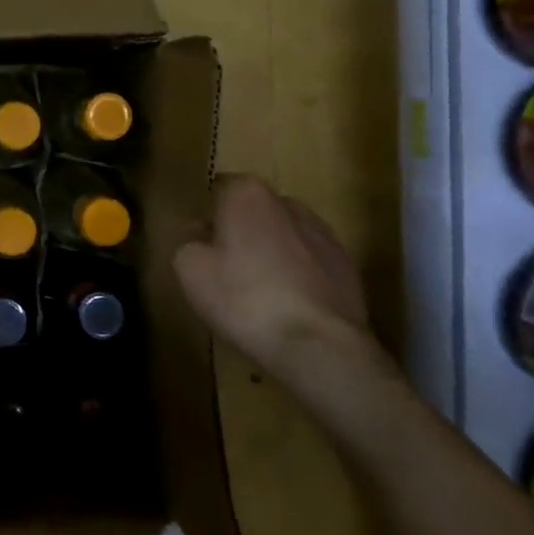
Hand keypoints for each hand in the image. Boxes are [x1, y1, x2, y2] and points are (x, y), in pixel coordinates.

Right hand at [174, 175, 381, 379]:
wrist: (319, 346)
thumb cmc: (244, 299)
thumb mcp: (189, 269)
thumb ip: (187, 240)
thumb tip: (199, 232)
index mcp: (247, 194)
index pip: (220, 189)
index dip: (208, 216)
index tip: (202, 245)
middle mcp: (287, 202)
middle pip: (254, 211)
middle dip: (241, 232)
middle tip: (226, 270)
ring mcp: (322, 233)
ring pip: (283, 235)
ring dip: (271, 253)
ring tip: (259, 293)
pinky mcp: (346, 265)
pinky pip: (309, 261)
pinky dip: (297, 274)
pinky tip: (288, 306)